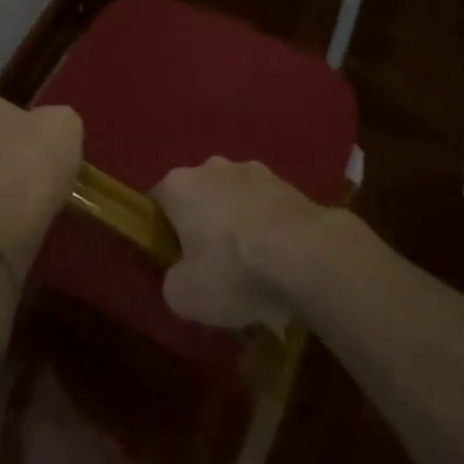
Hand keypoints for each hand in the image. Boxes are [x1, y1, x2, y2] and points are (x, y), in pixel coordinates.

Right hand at [150, 158, 340, 329]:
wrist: (305, 254)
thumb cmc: (233, 269)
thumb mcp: (185, 296)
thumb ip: (172, 283)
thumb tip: (180, 277)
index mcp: (179, 184)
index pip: (158, 202)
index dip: (162, 232)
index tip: (173, 261)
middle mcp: (211, 166)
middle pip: (198, 197)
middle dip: (202, 225)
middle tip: (213, 267)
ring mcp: (252, 170)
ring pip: (234, 199)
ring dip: (237, 224)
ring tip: (254, 268)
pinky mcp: (287, 182)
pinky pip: (266, 207)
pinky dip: (267, 227)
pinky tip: (279, 261)